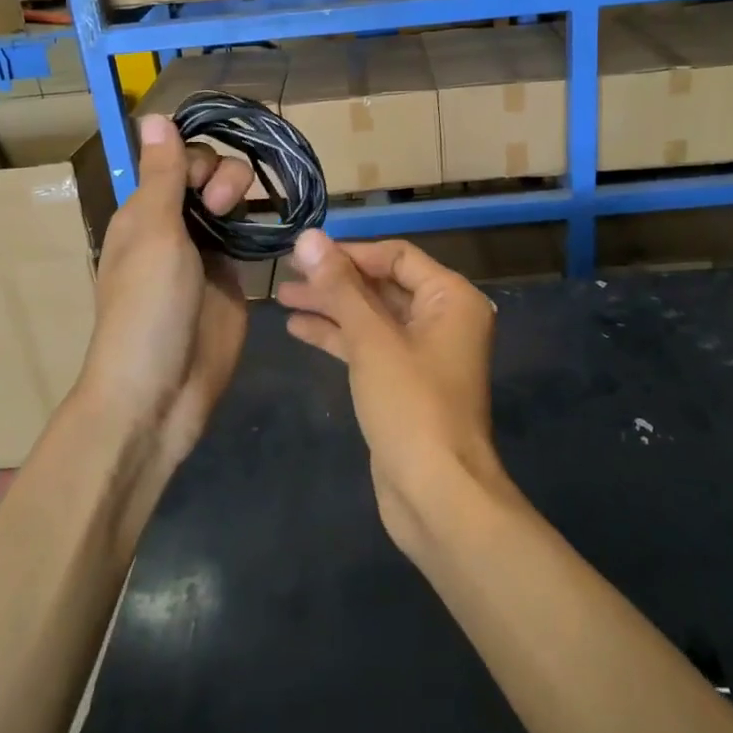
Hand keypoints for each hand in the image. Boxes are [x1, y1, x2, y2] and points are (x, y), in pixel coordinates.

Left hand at [79, 115, 252, 473]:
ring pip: (232, 204)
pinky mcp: (232, 281)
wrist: (159, 393)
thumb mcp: (153, 234)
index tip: (206, 186)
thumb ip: (162, 175)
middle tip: (223, 207)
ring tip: (247, 222)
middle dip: (224, 177)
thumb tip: (155, 115)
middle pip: (208, 176)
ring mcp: (206, 254)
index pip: (178, 160)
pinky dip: (261, 229)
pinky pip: (249, 239)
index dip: (198, 160)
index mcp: (145, 212)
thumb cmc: (148, 308)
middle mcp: (174, 226)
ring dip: (244, 199)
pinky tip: (275, 230)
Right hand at [276, 230, 502, 554]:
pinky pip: (369, 346)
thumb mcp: (372, 339)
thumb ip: (340, 286)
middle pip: (382, 285)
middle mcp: (443, 319)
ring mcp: (423, 353)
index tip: (304, 253)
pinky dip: (338, 336)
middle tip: (286, 273)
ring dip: (330, 306)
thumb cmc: (410, 406)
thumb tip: (309, 237)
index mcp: (451, 298)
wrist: (437, 495)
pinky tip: (298, 328)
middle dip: (335, 280)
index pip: (396, 256)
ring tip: (282, 298)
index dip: (350, 252)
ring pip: (372, 317)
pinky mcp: (404, 383)